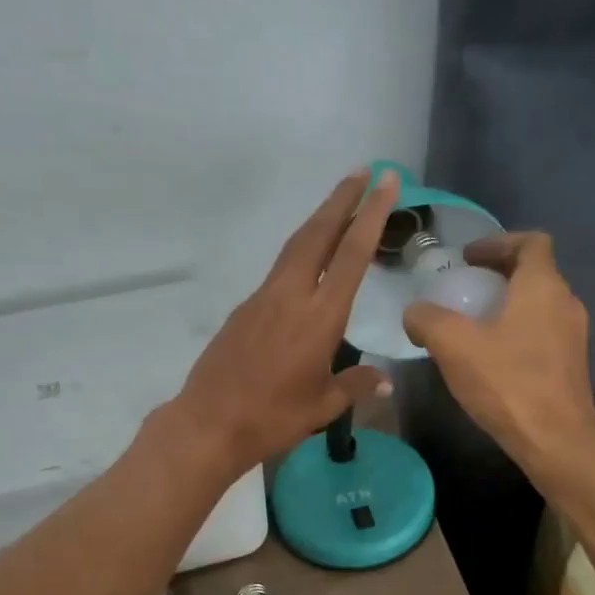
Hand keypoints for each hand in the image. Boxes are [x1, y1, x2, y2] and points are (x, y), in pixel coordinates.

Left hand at [168, 169, 398, 475]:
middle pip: (318, 234)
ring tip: (341, 202)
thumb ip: (356, 386)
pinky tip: (310, 259)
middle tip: (364, 171)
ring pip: (295, 246)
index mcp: (319, 317)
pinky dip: (301, 250)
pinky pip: (280, 269)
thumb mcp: (322, 406)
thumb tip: (384, 380)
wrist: (209, 423)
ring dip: (320, 219)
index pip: (351, 255)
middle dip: (343, 200)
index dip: (370, 215)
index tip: (385, 182)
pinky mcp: (245, 309)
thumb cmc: (272, 418)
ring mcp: (263, 298)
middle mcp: (291, 296)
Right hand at [402, 231, 594, 471]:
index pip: (531, 242)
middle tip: (464, 287)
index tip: (469, 258)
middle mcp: (566, 303)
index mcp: (543, 286)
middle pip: (535, 272)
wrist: (556, 442)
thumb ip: (427, 320)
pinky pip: (542, 332)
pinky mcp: (571, 365)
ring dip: (507, 304)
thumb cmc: (508, 384)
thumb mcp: (454, 346)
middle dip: (498, 273)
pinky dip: (517, 330)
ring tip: (472, 324)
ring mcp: (573, 336)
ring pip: (539, 304)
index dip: (498, 241)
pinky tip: (490, 357)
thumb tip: (414, 313)